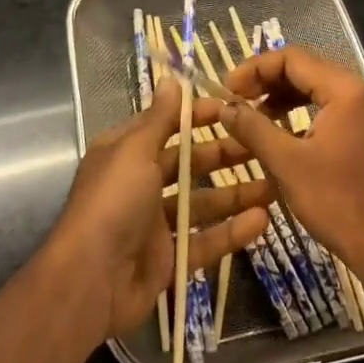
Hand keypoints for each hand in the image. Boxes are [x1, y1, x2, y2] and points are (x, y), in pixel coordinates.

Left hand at [47, 75, 273, 340]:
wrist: (88, 282)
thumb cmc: (112, 203)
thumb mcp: (134, 151)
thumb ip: (159, 119)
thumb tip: (171, 80)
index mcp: (126, 153)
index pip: (167, 125)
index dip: (198, 116)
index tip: (234, 108)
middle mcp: (141, 184)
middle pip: (189, 164)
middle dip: (225, 154)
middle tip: (264, 145)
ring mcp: (155, 224)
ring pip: (203, 203)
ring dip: (236, 193)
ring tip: (274, 185)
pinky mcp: (169, 259)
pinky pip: (206, 241)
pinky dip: (232, 232)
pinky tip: (262, 221)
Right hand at [219, 46, 363, 315]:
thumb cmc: (340, 204)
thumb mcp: (288, 164)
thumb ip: (253, 128)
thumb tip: (225, 107)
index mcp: (346, 91)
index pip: (293, 58)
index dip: (255, 68)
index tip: (227, 88)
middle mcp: (362, 93)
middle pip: (307, 69)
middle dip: (267, 80)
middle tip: (236, 99)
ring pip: (317, 90)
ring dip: (283, 97)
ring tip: (252, 116)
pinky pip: (330, 109)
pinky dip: (302, 114)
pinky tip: (281, 134)